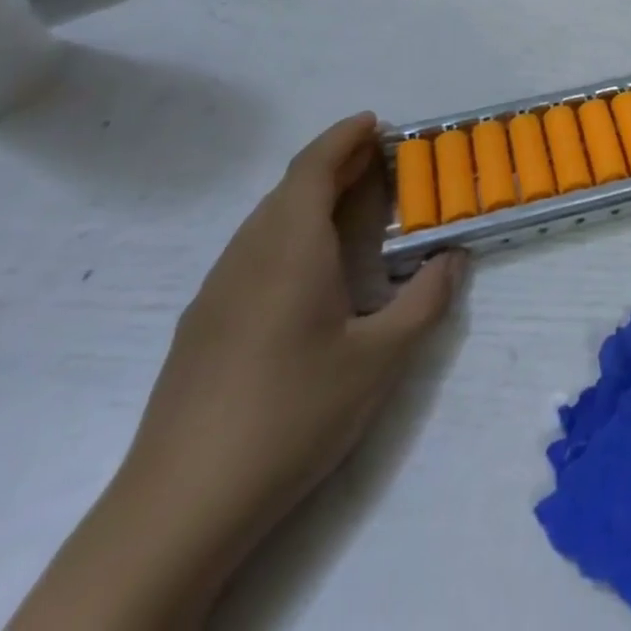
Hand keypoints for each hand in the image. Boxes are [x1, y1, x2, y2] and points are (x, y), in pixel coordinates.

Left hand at [128, 113, 463, 553]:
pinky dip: (289, 231)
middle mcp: (248, 255)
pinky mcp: (201, 325)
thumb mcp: (381, 359)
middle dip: (335, 163)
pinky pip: (251, 250)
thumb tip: (454, 258)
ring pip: (266, 219)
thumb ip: (426, 299)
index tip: (376, 122)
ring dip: (310, 197)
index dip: (344, 137)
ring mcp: (217, 291)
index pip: (313, 167)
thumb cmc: (291, 414)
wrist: (177, 508)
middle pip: (290, 188)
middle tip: (380, 161)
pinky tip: (308, 269)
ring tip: (352, 205)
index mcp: (290, 247)